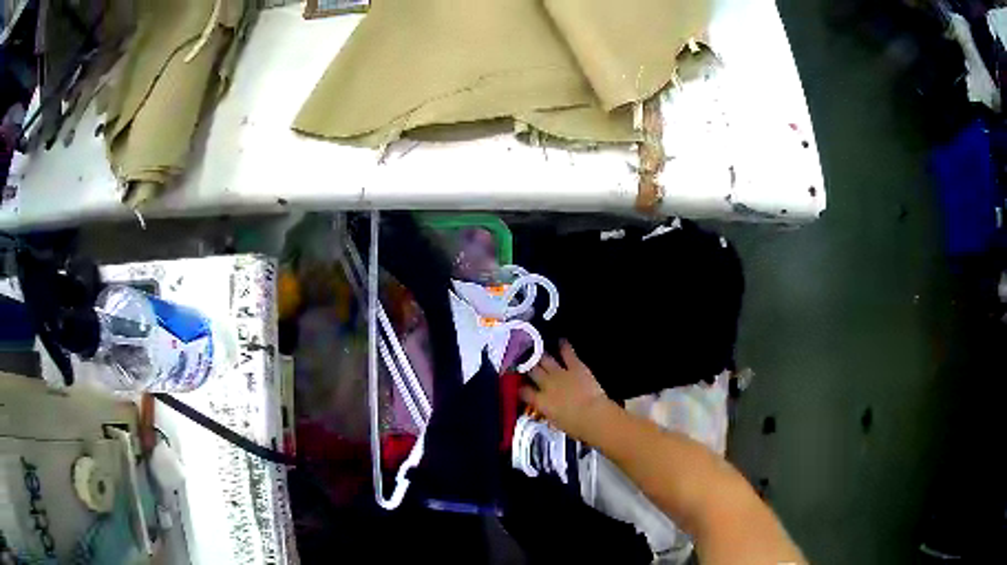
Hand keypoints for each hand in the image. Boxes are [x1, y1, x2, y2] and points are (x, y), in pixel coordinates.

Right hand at [521, 340, 613, 441]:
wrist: (592, 416)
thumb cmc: (576, 426)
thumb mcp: (556, 423)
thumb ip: (549, 413)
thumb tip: (549, 410)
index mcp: (540, 402)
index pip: (524, 392)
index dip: (520, 388)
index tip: (518, 386)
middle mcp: (546, 385)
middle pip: (532, 371)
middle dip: (527, 366)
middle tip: (524, 360)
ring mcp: (560, 374)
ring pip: (545, 359)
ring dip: (541, 354)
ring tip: (536, 348)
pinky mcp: (575, 367)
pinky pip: (567, 353)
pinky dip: (564, 346)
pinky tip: (561, 340)